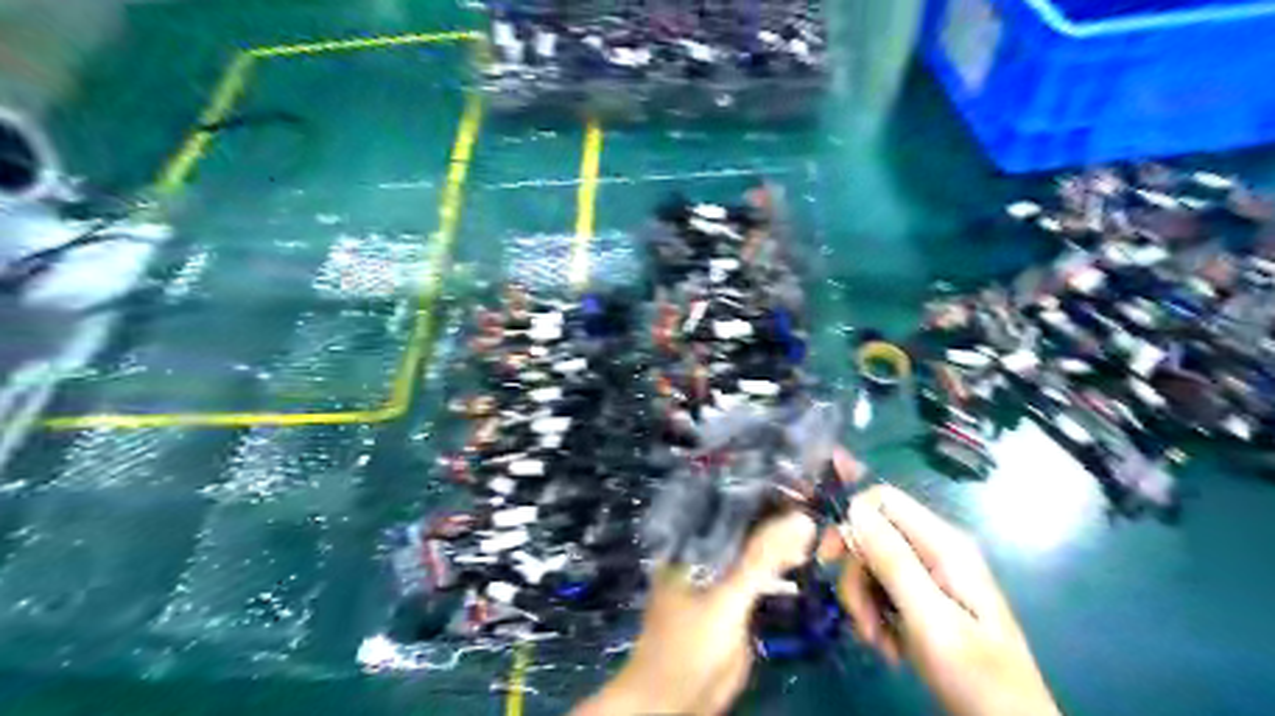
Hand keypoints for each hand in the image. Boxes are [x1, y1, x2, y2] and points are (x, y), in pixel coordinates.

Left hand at [570, 512, 809, 715]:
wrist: (678, 701)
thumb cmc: (689, 645)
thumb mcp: (726, 599)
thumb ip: (759, 561)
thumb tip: (802, 519)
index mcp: (690, 541)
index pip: (728, 503)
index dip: (761, 489)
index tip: (798, 476)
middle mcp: (704, 551)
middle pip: (744, 524)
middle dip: (777, 513)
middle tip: (817, 496)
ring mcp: (720, 575)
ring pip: (755, 549)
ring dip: (782, 539)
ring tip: (818, 521)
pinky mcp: (735, 600)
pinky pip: (761, 575)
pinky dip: (781, 567)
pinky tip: (805, 558)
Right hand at [823, 481, 1063, 715]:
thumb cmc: (976, 675)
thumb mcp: (930, 619)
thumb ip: (893, 561)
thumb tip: (854, 509)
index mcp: (944, 544)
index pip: (882, 500)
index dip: (850, 520)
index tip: (829, 560)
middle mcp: (936, 550)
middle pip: (872, 535)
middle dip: (856, 575)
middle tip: (859, 618)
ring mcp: (930, 574)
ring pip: (872, 565)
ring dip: (864, 602)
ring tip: (878, 642)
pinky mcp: (924, 598)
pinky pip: (882, 590)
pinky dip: (876, 616)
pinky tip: (889, 646)